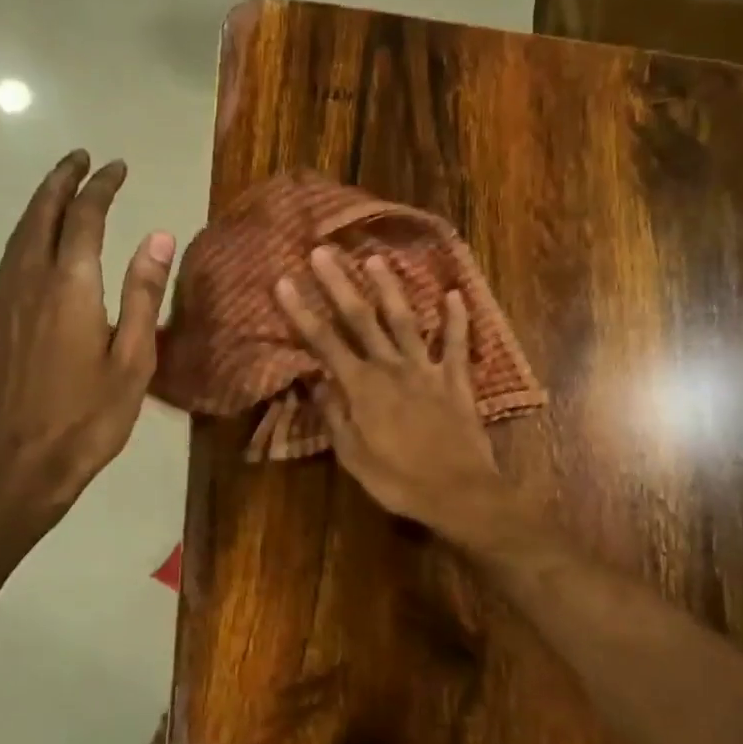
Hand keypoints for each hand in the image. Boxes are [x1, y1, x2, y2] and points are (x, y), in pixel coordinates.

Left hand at [0, 150, 175, 517]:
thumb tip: (159, 236)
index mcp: (71, 287)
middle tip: (82, 158)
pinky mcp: (0, 318)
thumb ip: (143, 293)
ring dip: (40, 201)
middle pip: (42, 214)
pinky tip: (36, 238)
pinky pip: (11, 254)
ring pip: (20, 232)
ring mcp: (9, 299)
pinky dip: (26, 230)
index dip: (102, 187)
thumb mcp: (133, 359)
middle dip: (62, 180)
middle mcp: (32, 281)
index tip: (118, 167)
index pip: (85, 218)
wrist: (23, 462)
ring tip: (60, 185)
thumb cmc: (90, 416)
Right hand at [274, 246, 503, 536]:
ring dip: (390, 289)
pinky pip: (457, 343)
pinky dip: (457, 318)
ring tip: (376, 259)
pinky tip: (454, 294)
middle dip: (339, 284)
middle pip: (361, 319)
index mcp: (362, 388)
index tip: (284, 282)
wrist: (458, 492)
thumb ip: (333, 415)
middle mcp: (391, 368)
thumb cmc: (398, 480)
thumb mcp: (353, 456)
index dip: (302, 312)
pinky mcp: (456, 379)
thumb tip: (313, 381)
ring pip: (405, 321)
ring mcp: (426, 370)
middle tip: (323, 251)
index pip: (324, 343)